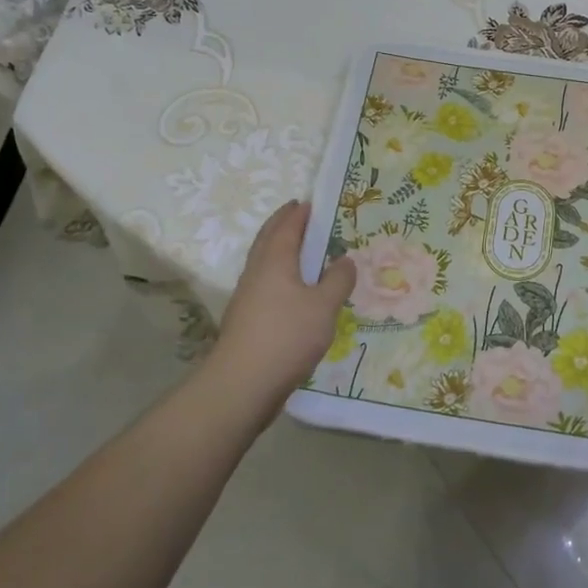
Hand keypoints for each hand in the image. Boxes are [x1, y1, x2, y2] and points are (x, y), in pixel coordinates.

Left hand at [200, 201, 354, 429]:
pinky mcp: (246, 320)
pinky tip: (293, 291)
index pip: (286, 226)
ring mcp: (247, 297)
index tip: (310, 202)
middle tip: (301, 216)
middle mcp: (257, 272)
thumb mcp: (324, 306)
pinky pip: (265, 284)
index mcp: (275, 261)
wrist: (242, 385)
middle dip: (283, 225)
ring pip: (264, 263)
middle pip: (268, 240)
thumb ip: (338, 280)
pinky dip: (279, 275)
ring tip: (302, 251)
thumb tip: (345, 259)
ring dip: (280, 250)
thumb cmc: (286, 336)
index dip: (298, 213)